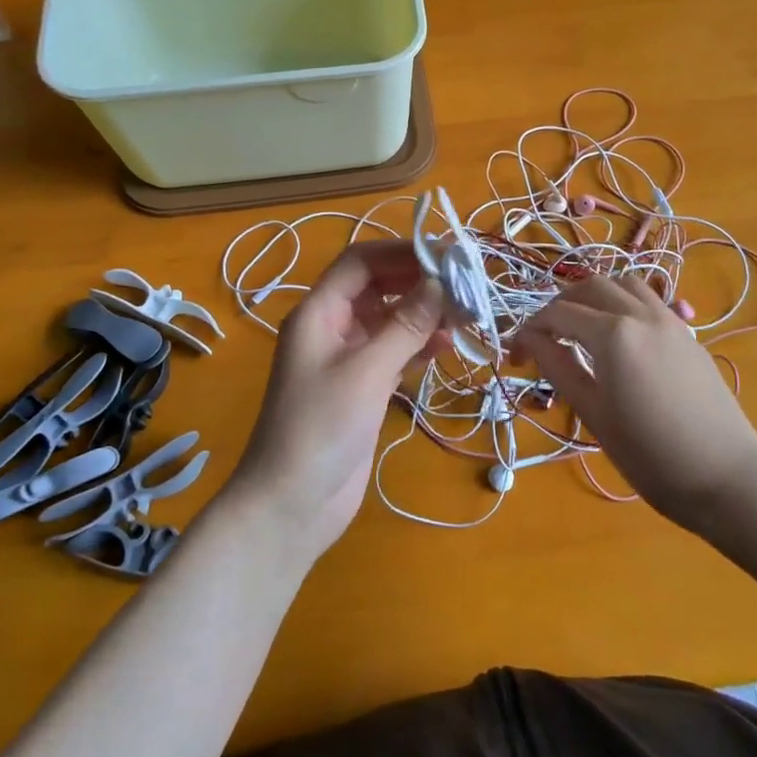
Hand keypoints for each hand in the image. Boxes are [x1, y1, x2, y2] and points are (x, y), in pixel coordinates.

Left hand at [227, 242, 447, 558]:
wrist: (291, 504)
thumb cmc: (320, 430)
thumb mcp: (365, 373)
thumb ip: (405, 326)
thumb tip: (442, 283)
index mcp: (318, 313)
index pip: (360, 262)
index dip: (402, 252)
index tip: (448, 256)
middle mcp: (332, 327)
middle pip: (378, 287)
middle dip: (419, 283)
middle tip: (466, 287)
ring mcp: (347, 358)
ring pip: (390, 319)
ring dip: (424, 314)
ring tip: (465, 318)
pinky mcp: (363, 386)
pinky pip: (394, 350)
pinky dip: (419, 344)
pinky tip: (447, 346)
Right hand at [515, 276, 756, 531]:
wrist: (726, 478)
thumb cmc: (650, 456)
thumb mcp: (594, 414)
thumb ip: (559, 367)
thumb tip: (530, 340)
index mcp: (613, 335)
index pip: (557, 315)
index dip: (528, 331)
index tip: (514, 357)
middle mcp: (641, 315)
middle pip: (589, 287)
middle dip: (559, 306)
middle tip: (543, 339)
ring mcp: (671, 321)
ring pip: (624, 284)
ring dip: (594, 296)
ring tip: (580, 328)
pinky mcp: (689, 335)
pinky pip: (650, 300)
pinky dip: (624, 304)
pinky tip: (619, 338)